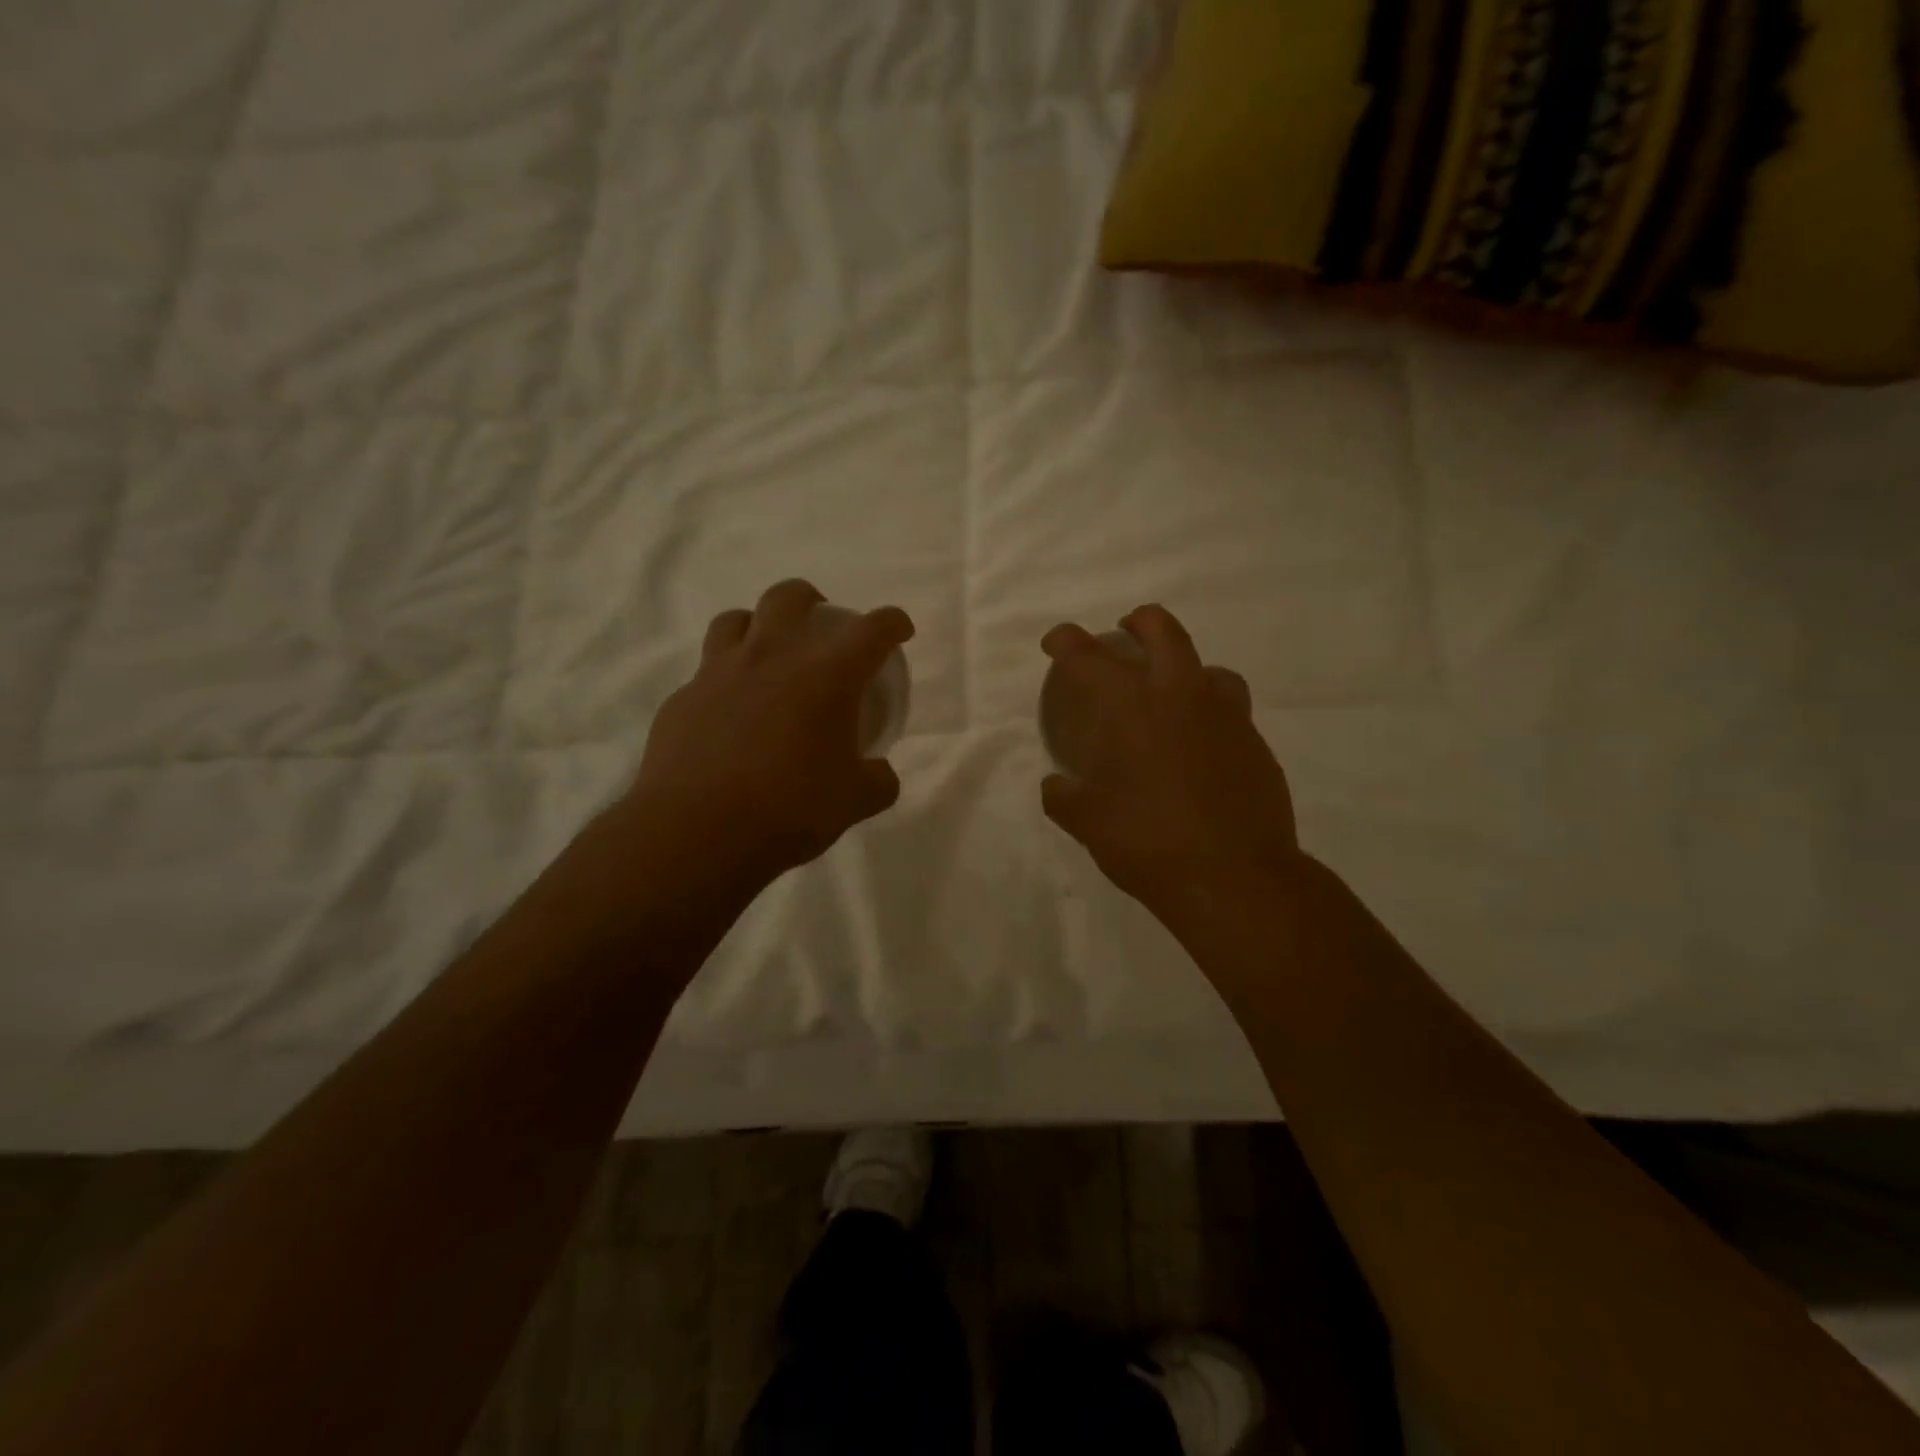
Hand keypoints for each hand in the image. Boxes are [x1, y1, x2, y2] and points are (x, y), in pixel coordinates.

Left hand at [620, 579, 912, 886]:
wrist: (697, 832)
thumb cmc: (790, 809)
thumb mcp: (855, 801)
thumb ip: (877, 780)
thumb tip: (879, 773)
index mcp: (826, 675)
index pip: (872, 630)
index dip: (893, 623)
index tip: (899, 631)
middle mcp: (772, 657)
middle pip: (788, 597)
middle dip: (811, 601)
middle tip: (820, 624)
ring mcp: (719, 673)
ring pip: (734, 620)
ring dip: (757, 627)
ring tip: (766, 655)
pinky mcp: (682, 699)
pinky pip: (705, 674)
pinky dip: (724, 682)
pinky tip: (728, 715)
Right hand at [1040, 605, 1301, 918]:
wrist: (1235, 878)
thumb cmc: (1149, 842)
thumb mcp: (1087, 823)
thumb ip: (1064, 797)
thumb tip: (1056, 786)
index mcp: (1130, 707)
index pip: (1088, 655)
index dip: (1065, 640)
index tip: (1056, 643)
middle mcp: (1181, 696)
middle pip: (1163, 630)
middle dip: (1140, 622)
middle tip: (1126, 633)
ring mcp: (1227, 717)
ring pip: (1209, 668)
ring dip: (1186, 671)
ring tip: (1172, 698)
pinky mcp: (1257, 745)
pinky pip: (1232, 713)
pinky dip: (1210, 718)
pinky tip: (1200, 752)